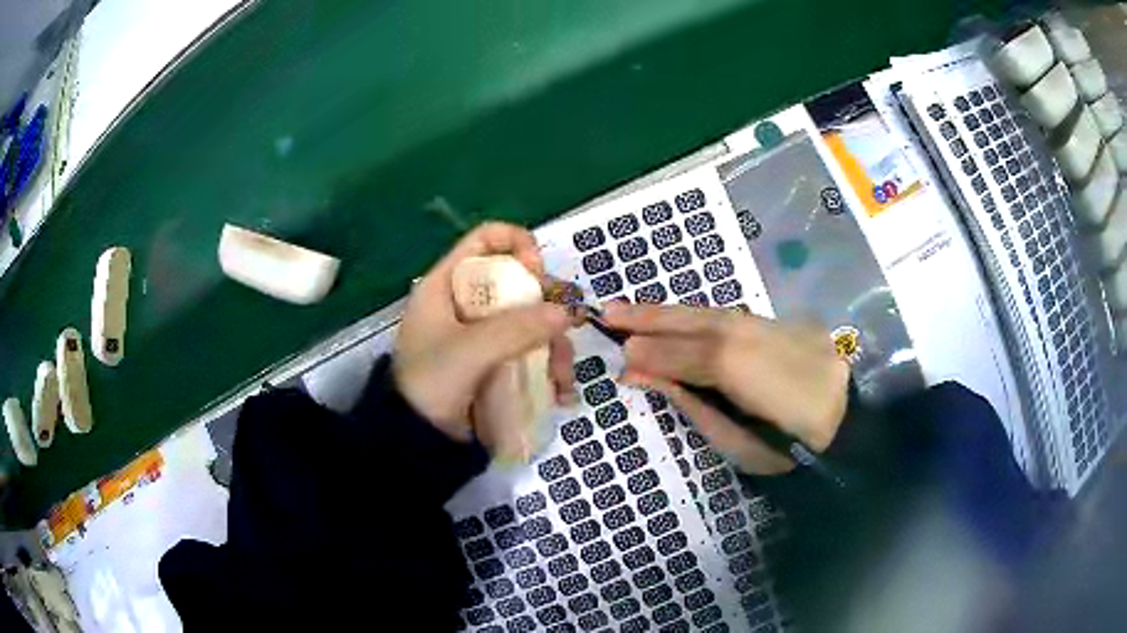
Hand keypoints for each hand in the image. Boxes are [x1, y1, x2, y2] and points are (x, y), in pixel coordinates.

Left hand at [394, 223, 576, 441]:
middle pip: (516, 281)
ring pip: (531, 321)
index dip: (516, 244)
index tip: (539, 270)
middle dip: (546, 305)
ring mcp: (483, 336)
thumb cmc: (431, 385)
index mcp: (446, 286)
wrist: (417, 442)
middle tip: (564, 327)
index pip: (484, 239)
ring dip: (555, 346)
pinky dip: (549, 368)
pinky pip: (531, 353)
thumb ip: (517, 328)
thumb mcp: (470, 351)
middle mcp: (466, 304)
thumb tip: (565, 313)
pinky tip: (561, 392)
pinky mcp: (496, 364)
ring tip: (562, 378)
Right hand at [603, 303, 849, 474]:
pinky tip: (682, 320)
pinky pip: (728, 317)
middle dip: (647, 316)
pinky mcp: (780, 323)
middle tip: (607, 311)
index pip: (676, 352)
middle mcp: (746, 331)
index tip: (616, 357)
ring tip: (635, 310)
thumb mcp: (732, 438)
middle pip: (689, 319)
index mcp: (731, 363)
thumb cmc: (786, 447)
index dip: (644, 353)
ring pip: (708, 312)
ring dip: (670, 311)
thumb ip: (687, 400)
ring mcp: (766, 323)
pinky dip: (698, 318)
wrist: (847, 423)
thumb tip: (643, 375)